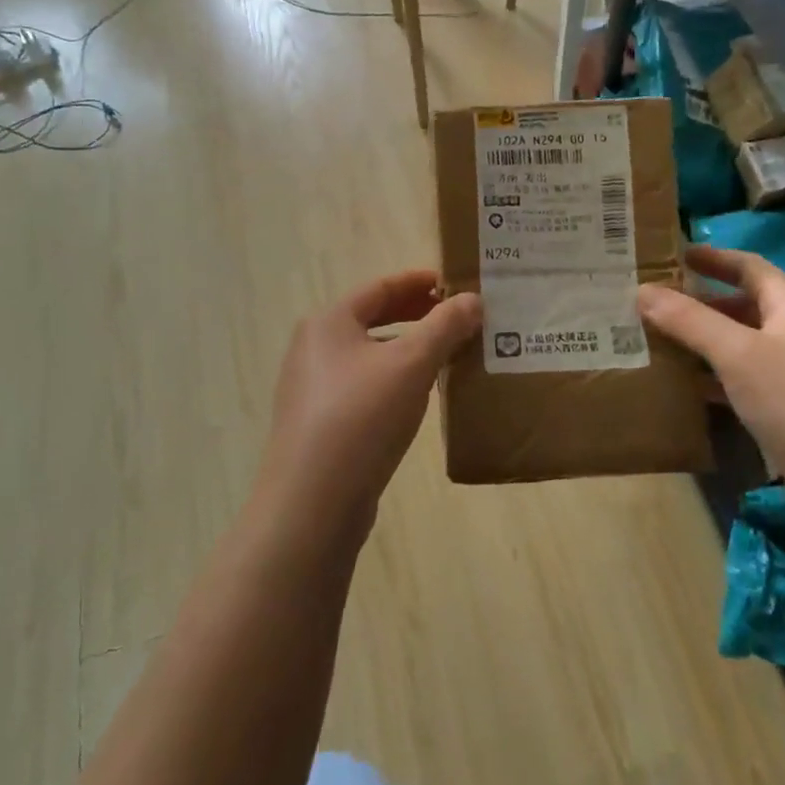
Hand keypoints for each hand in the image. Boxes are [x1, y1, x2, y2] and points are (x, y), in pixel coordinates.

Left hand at [256, 271, 480, 537]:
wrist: (312, 503)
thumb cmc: (361, 417)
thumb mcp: (411, 364)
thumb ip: (444, 326)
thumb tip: (473, 299)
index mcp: (328, 322)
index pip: (380, 287)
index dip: (419, 282)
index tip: (454, 283)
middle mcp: (314, 348)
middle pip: (372, 319)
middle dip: (416, 316)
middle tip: (457, 319)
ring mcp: (312, 388)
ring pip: (369, 356)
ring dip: (408, 351)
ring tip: (447, 357)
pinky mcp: (319, 424)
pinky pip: (364, 387)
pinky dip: (394, 381)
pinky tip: (419, 399)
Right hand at [638, 246, 784, 554]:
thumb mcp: (740, 354)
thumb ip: (690, 321)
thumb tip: (641, 290)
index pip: (752, 268)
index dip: (716, 258)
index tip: (675, 253)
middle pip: (744, 308)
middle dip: (700, 303)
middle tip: (651, 301)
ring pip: (740, 350)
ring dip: (701, 344)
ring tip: (653, 340)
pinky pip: (742, 387)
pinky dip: (711, 382)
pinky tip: (681, 389)